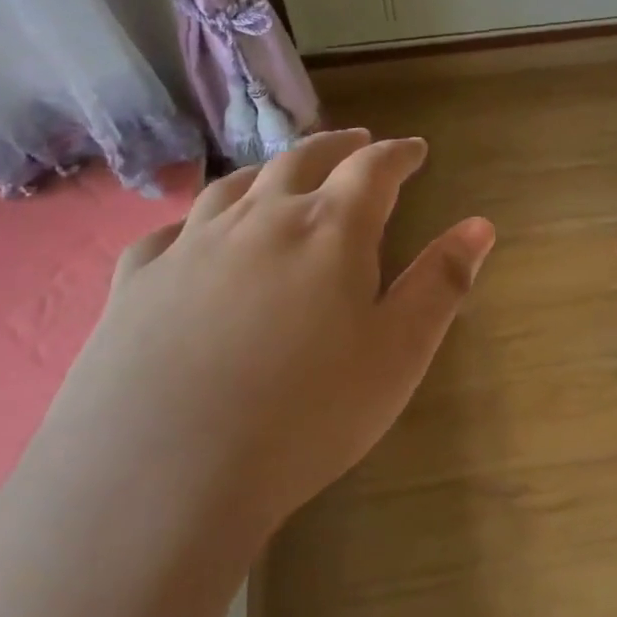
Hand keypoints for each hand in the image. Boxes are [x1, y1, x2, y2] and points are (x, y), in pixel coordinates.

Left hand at [41, 129, 494, 547]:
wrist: (161, 475)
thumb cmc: (305, 416)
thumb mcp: (398, 354)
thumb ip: (441, 283)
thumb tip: (479, 225)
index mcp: (328, 230)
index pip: (373, 169)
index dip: (398, 154)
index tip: (415, 149)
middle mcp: (260, 218)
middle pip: (302, 159)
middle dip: (337, 146)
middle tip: (355, 141)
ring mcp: (191, 244)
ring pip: (236, 184)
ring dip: (270, 170)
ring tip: (284, 172)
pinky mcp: (137, 280)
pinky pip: (172, 231)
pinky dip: (198, 221)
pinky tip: (195, 236)